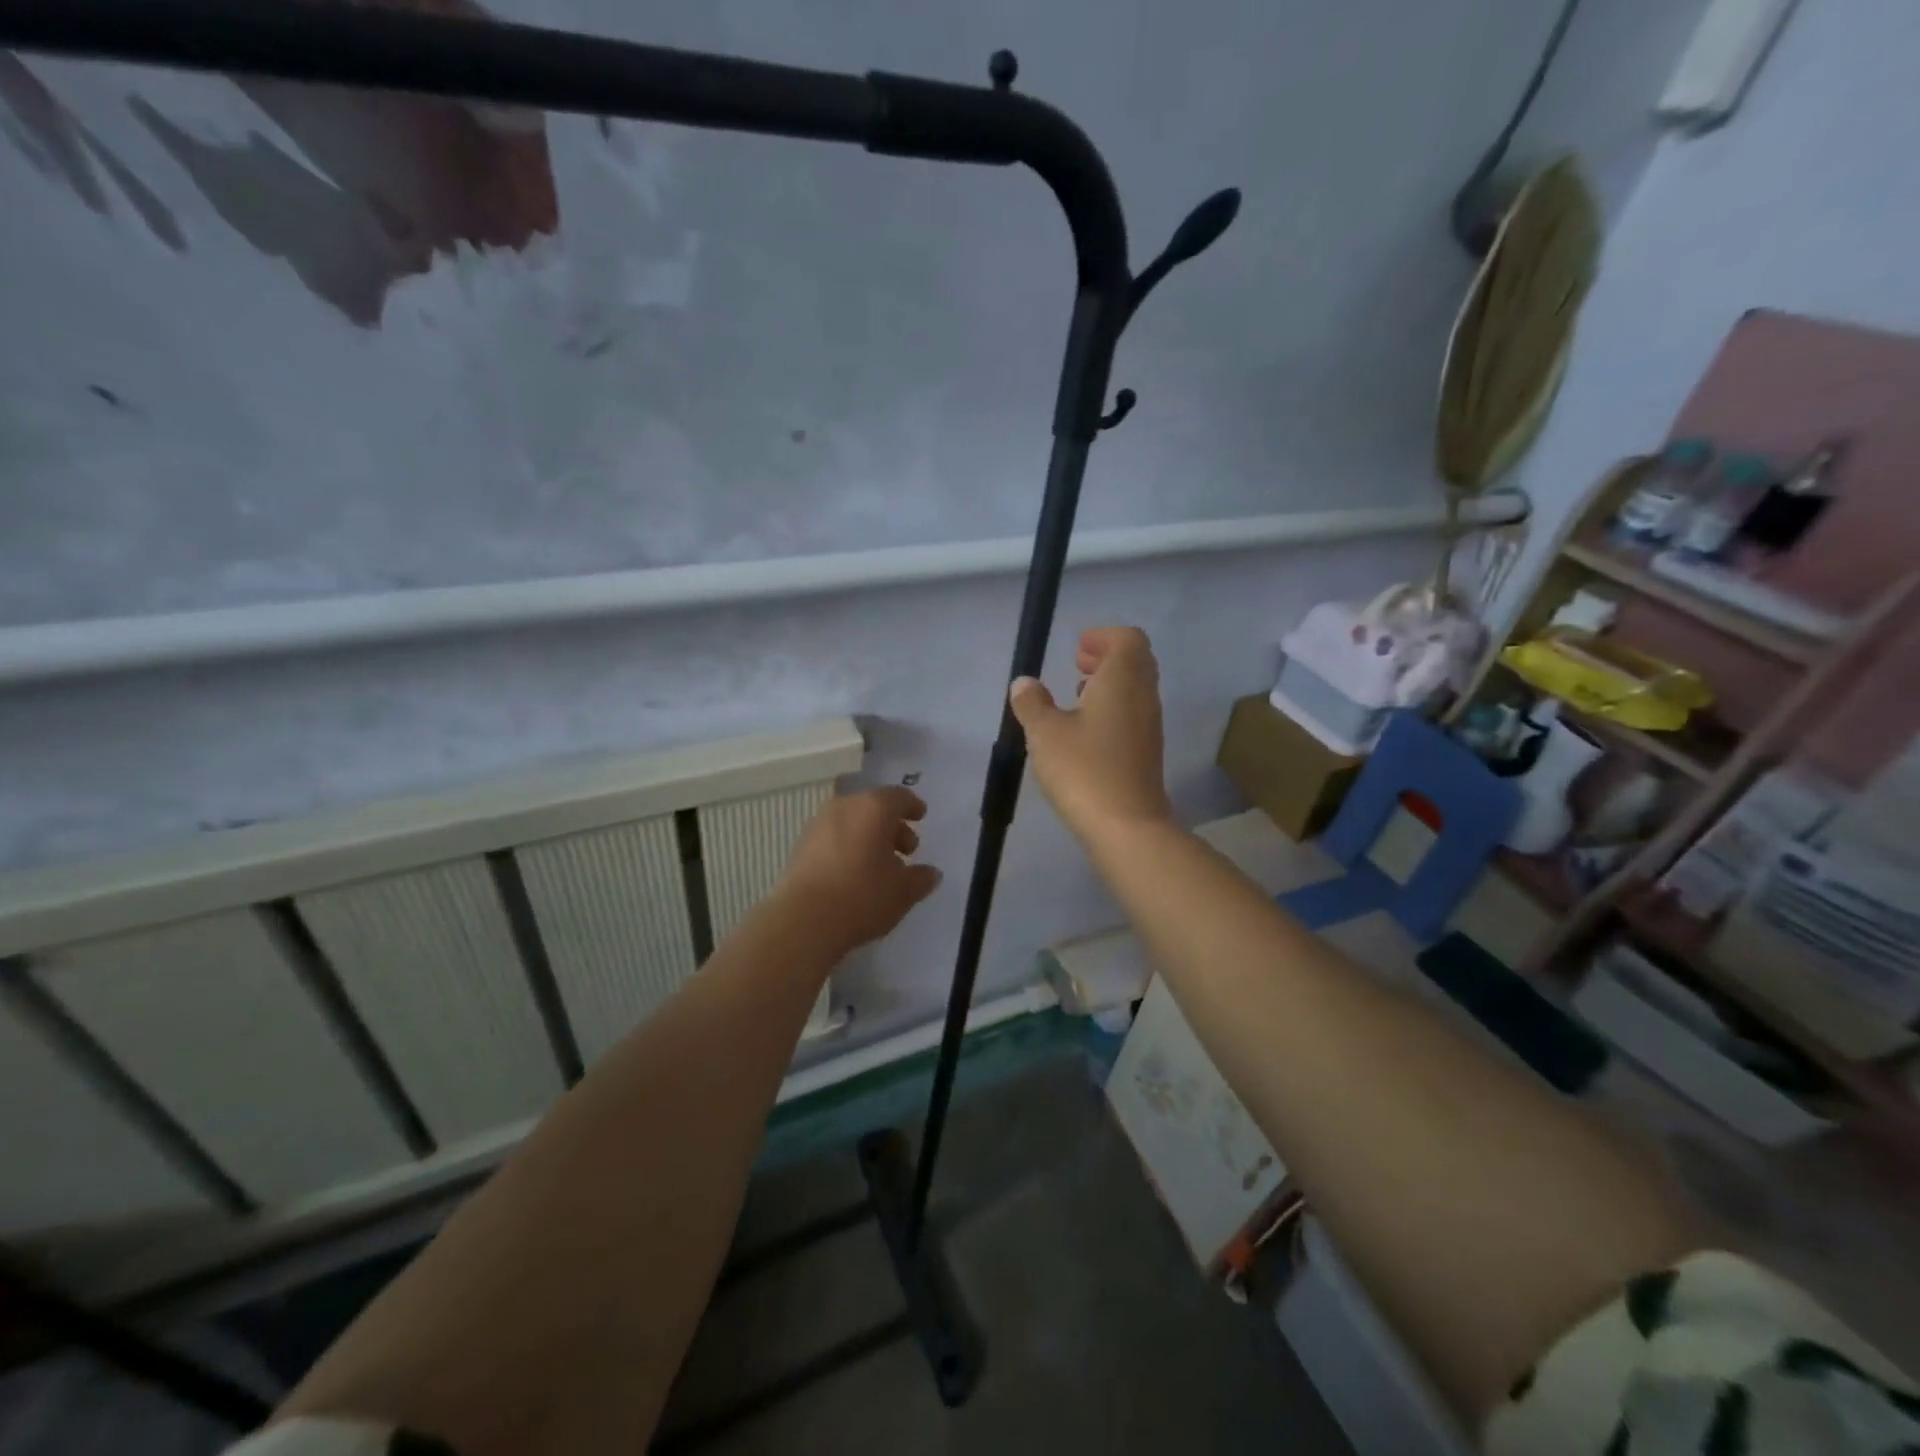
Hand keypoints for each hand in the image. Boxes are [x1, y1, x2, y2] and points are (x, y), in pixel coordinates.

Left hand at [775, 787, 942, 954]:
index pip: (899, 797)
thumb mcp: (902, 892)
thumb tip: (931, 873)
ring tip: (880, 866)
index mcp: (874, 808)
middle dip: (892, 825)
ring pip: (852, 821)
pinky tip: (854, 873)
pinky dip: (849, 846)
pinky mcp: (801, 844)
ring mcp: (818, 824)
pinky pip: (834, 836)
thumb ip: (921, 878)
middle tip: (906, 850)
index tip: (921, 817)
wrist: (803, 920)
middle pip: (874, 807)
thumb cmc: (862, 896)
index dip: (913, 806)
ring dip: (869, 837)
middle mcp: (845, 806)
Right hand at [1009, 625, 1172, 840]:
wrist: (1127, 826)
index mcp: (1122, 680)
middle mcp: (1143, 696)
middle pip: (1135, 660)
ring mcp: (1149, 726)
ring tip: (1075, 697)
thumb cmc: (1084, 770)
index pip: (1128, 639)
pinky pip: (1133, 713)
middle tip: (1076, 665)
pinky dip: (1112, 708)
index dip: (1102, 637)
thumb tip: (1024, 684)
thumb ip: (1033, 703)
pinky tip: (1084, 731)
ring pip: (1135, 688)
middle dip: (1106, 657)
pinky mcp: (1147, 752)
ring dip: (1109, 684)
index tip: (1076, 649)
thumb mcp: (1045, 734)